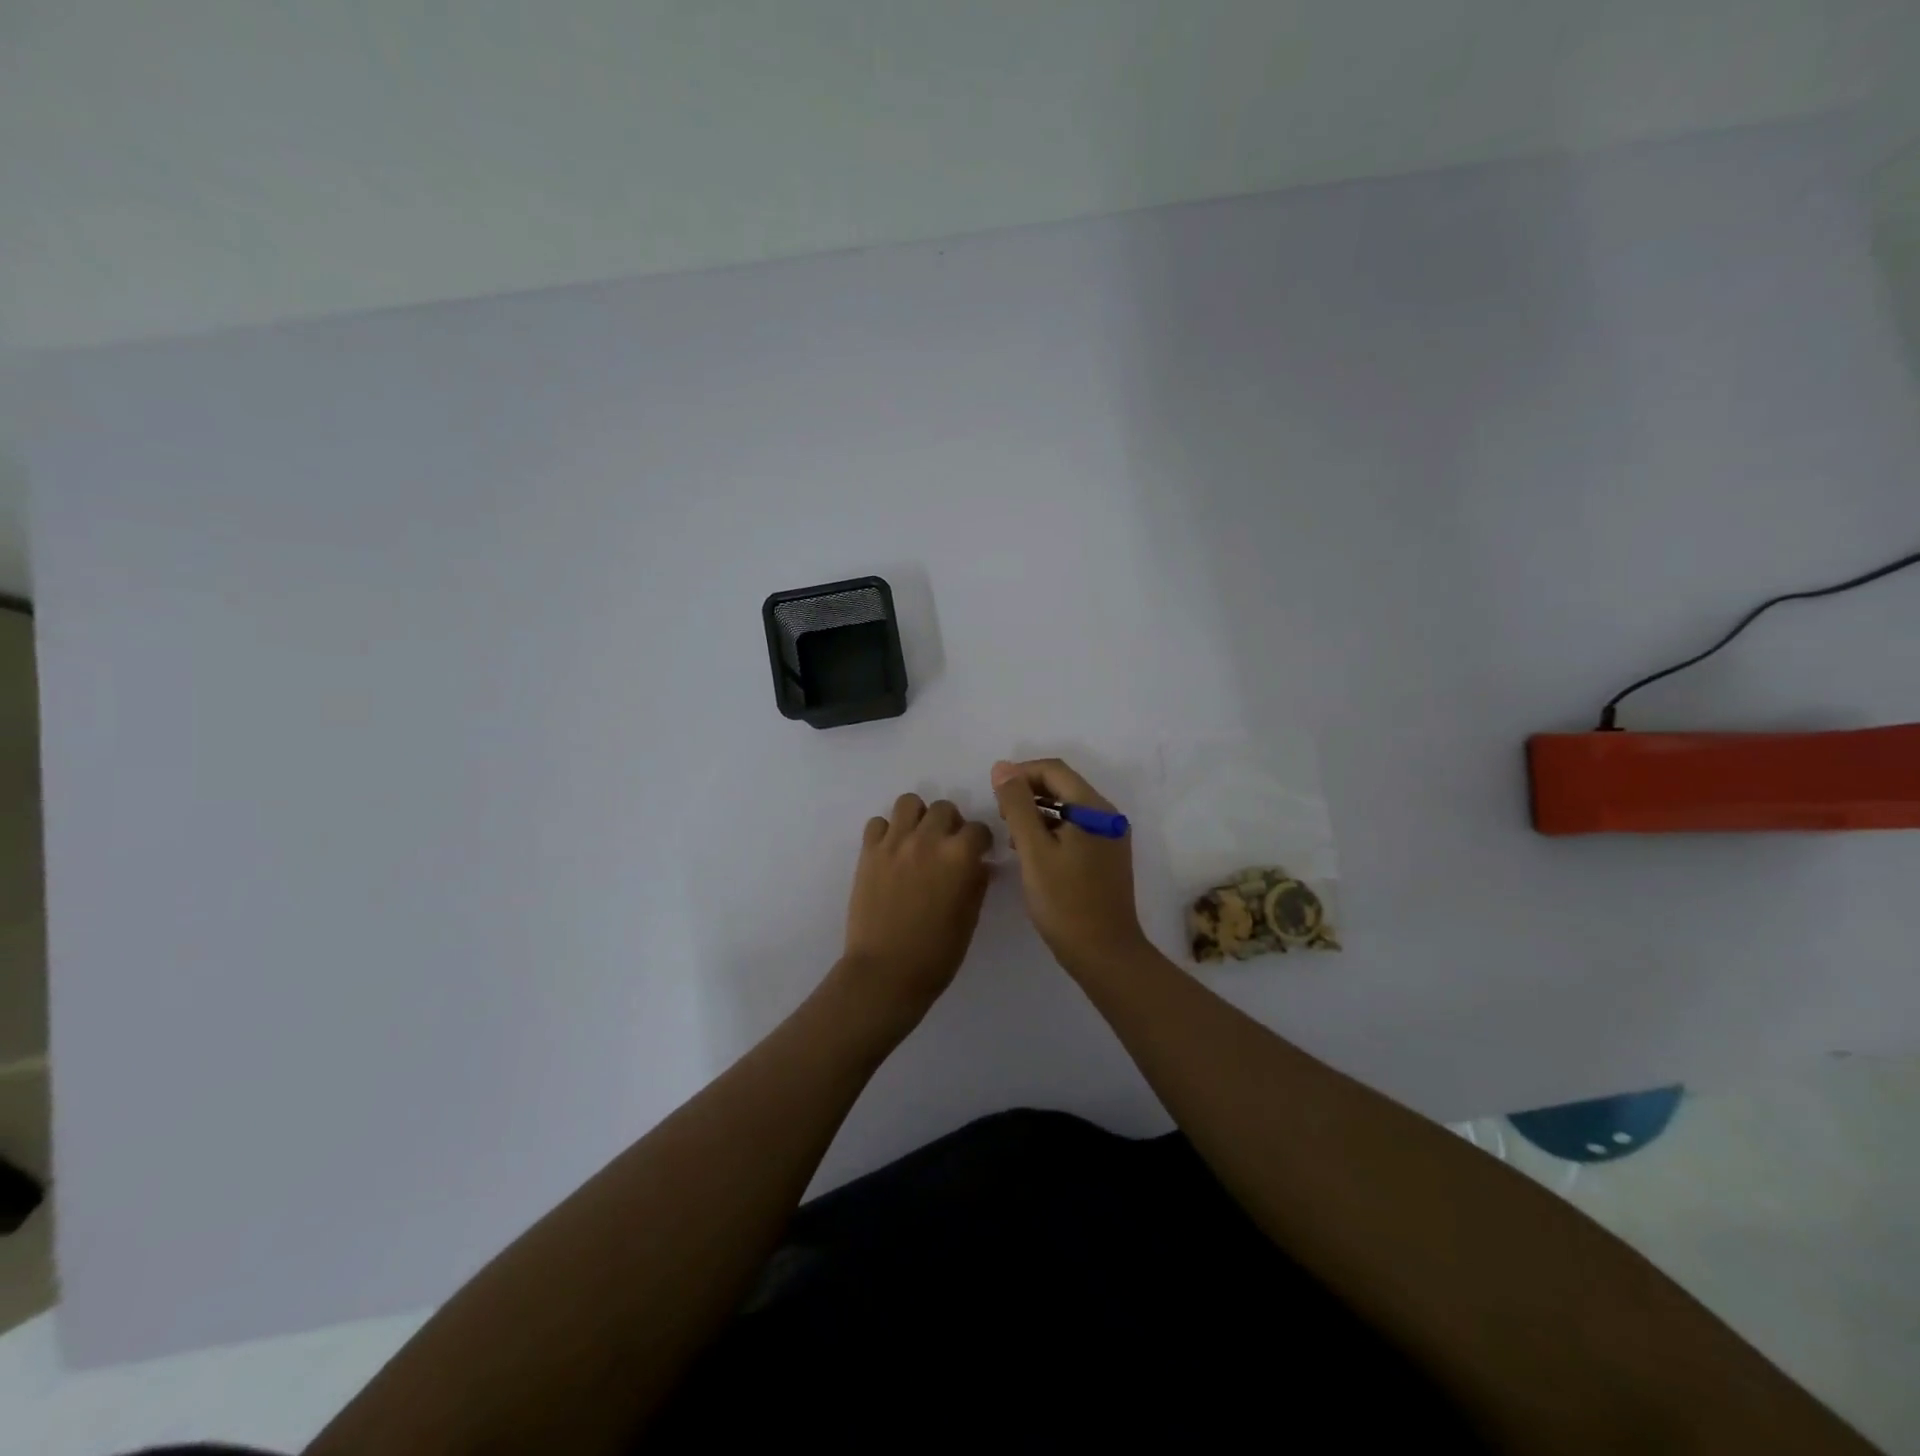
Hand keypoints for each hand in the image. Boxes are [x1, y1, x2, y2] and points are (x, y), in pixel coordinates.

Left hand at [840, 793, 994, 1018]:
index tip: (979, 853)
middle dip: (951, 824)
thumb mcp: (969, 918)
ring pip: (909, 803)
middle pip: (944, 808)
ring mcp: (894, 843)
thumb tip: (979, 865)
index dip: (981, 841)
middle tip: (947, 847)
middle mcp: (928, 839)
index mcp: (960, 856)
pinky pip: (878, 823)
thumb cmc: (936, 953)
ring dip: (918, 817)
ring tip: (918, 840)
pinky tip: (892, 852)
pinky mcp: (868, 852)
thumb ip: (977, 882)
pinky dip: (887, 832)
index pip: (978, 829)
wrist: (885, 972)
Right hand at [991, 758, 1149, 973]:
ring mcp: (1109, 838)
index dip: (1020, 773)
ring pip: (1067, 809)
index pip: (1054, 770)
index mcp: (1094, 808)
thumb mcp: (1033, 850)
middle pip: (1062, 786)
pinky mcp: (1105, 858)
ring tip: (1011, 836)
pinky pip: (1074, 830)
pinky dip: (1050, 831)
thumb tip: (1002, 768)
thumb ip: (1017, 805)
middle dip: (1027, 794)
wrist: (1104, 954)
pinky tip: (1030, 853)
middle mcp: (1107, 816)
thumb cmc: (1065, 901)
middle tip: (1000, 817)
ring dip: (1036, 813)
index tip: (993, 794)